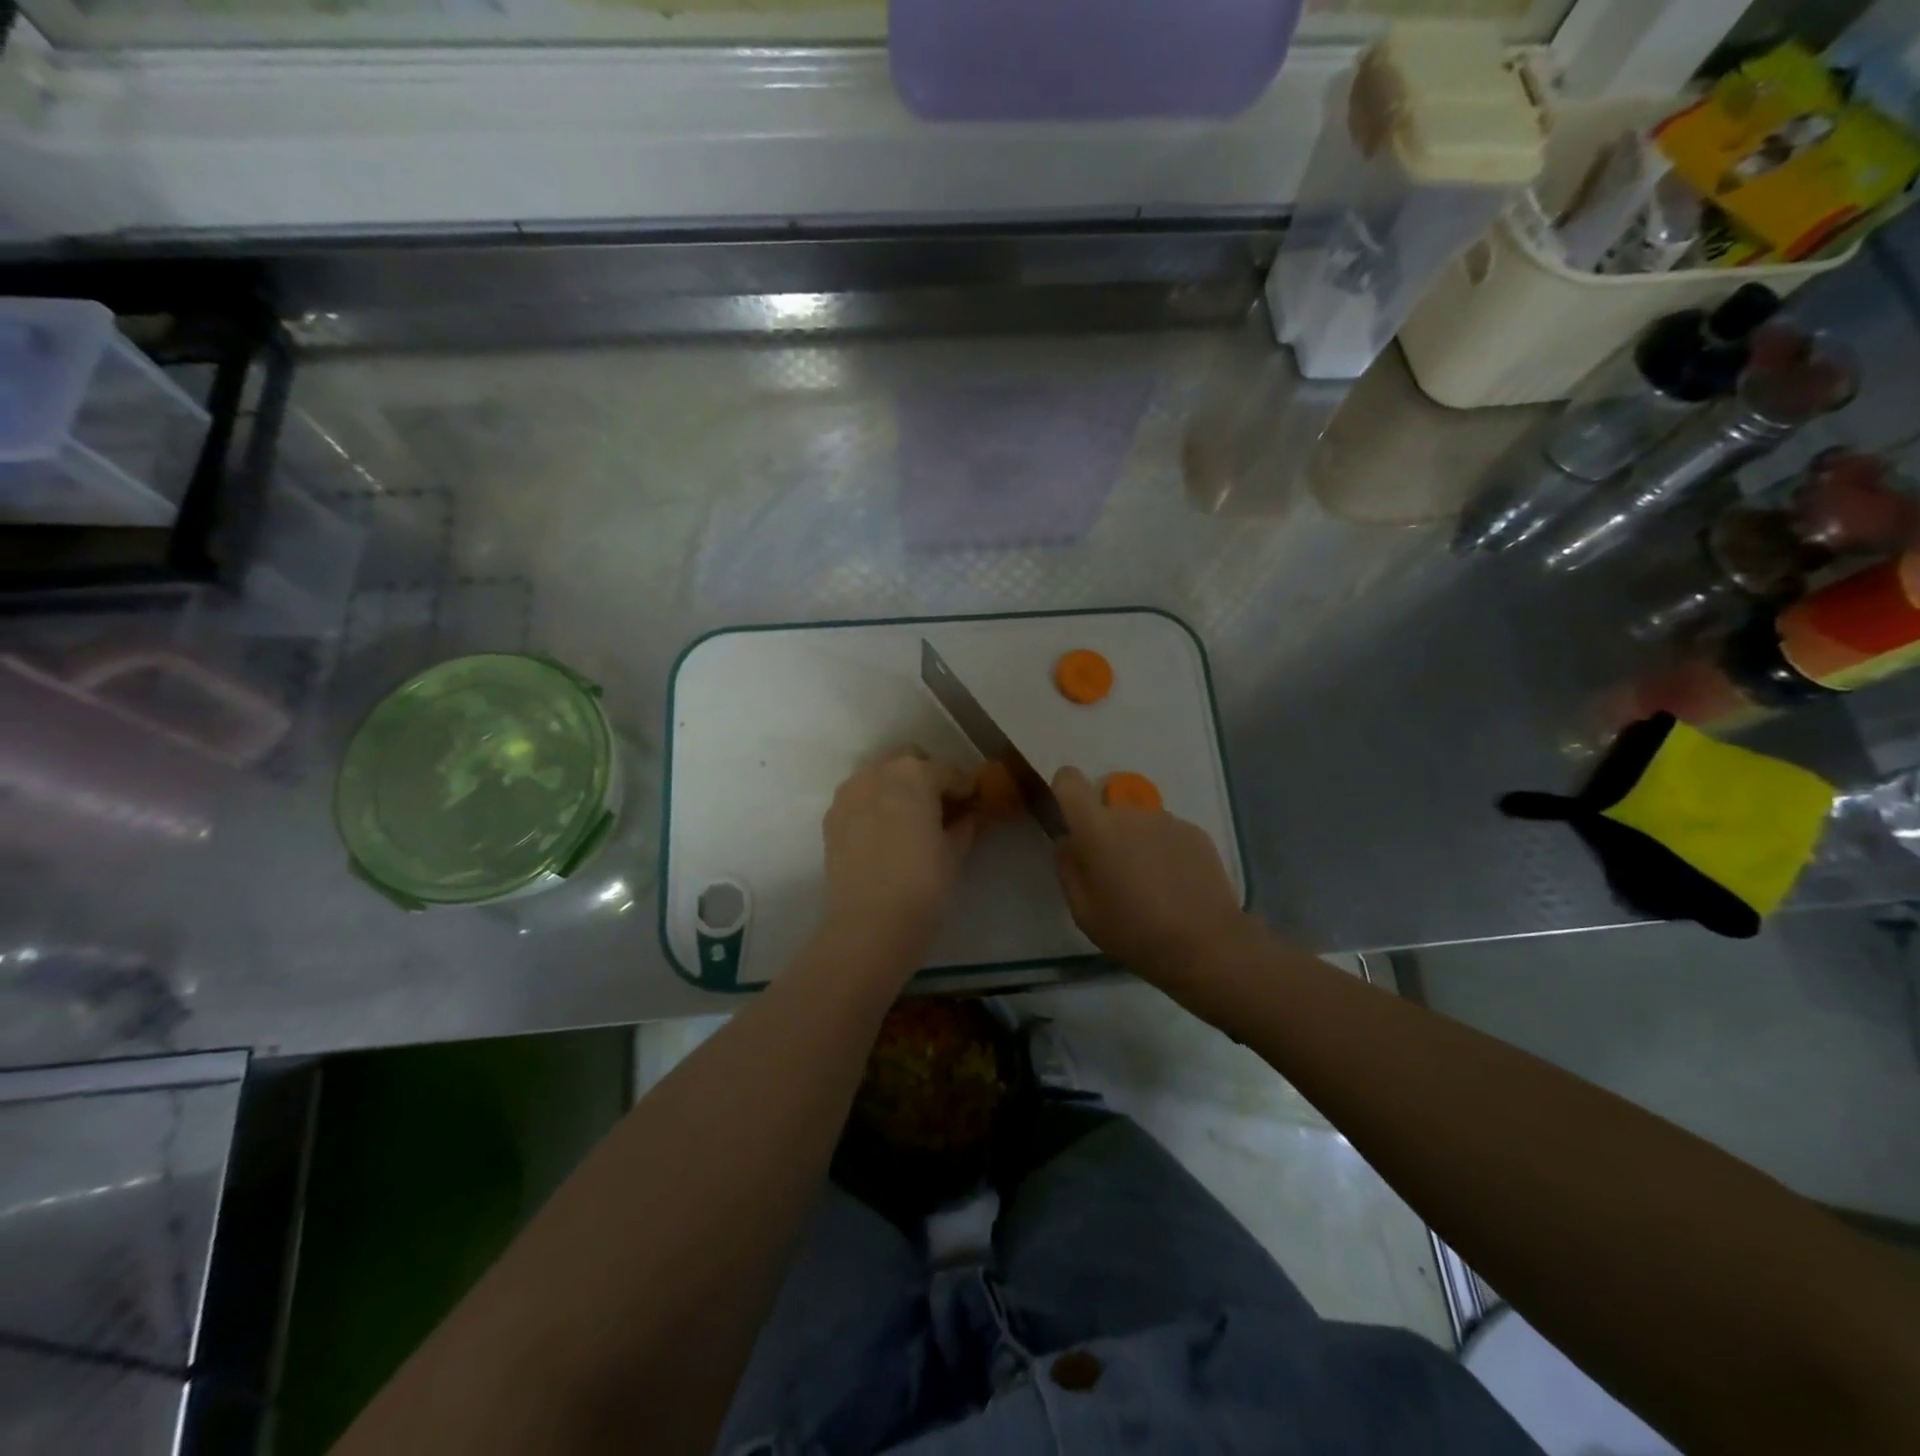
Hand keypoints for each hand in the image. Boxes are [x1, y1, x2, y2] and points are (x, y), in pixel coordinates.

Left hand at [822, 747, 979, 959]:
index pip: (947, 770)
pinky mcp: (832, 817)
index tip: (973, 802)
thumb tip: (970, 815)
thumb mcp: (954, 853)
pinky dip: (874, 804)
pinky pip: (859, 798)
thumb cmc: (923, 884)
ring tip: (910, 818)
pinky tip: (885, 832)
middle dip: (926, 775)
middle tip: (941, 806)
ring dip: (896, 786)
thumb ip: (964, 825)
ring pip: (878, 774)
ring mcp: (849, 793)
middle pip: (907, 760)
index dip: (964, 786)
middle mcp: (877, 773)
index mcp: (914, 774)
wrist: (869, 924)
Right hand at [1052, 766, 1249, 979]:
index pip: (1069, 780)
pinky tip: (1175, 887)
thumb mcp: (1082, 910)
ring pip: (1139, 824)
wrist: (1205, 944)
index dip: (1065, 793)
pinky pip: (1167, 834)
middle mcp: (1130, 812)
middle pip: (1107, 809)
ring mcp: (1167, 820)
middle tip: (1115, 875)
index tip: (1070, 822)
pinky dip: (1165, 852)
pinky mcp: (1195, 832)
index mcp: (1096, 827)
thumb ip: (1068, 867)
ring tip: (1150, 887)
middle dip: (1106, 834)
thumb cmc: (1133, 931)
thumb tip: (1068, 841)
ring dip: (1137, 844)